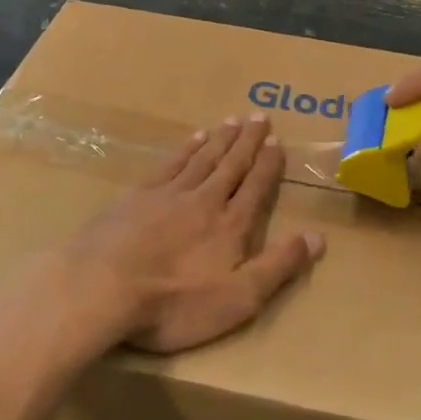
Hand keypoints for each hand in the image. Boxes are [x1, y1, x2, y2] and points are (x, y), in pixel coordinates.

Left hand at [46, 115, 324, 353]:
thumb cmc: (175, 303)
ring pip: (201, 158)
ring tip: (231, 121)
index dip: (269, 164)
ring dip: (219, 139)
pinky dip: (185, 149)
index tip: (277, 141)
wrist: (102, 287)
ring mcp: (168, 194)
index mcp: (230, 225)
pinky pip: (170, 164)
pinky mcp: (136, 196)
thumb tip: (318, 237)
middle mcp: (204, 200)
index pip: (256, 186)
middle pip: (231, 164)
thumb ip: (279, 266)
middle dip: (247, 141)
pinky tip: (192, 140)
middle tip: (259, 116)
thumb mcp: (238, 298)